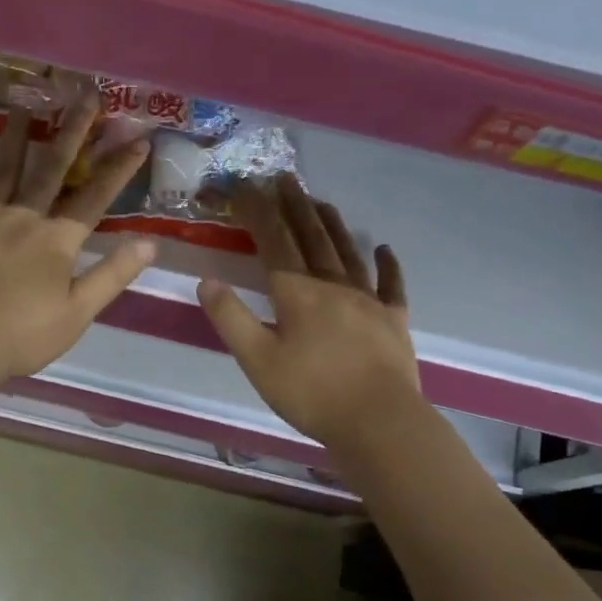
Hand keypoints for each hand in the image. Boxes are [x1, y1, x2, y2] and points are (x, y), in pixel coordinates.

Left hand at [0, 98, 155, 388]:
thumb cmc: (22, 336)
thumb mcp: (78, 313)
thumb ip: (112, 275)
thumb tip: (150, 242)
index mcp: (56, 241)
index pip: (95, 198)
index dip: (119, 169)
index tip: (139, 139)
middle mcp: (22, 218)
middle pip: (51, 169)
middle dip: (73, 132)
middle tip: (86, 96)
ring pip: (3, 170)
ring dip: (16, 136)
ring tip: (25, 103)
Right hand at [196, 176, 421, 449]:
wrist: (378, 422)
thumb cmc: (312, 394)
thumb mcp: (258, 361)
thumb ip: (231, 319)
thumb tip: (207, 281)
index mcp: (298, 293)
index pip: (273, 241)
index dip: (257, 211)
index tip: (243, 187)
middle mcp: (334, 285)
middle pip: (311, 237)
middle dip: (294, 206)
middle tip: (284, 178)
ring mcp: (369, 301)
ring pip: (348, 252)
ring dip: (332, 224)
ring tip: (321, 202)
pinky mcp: (394, 320)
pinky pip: (392, 284)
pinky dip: (388, 264)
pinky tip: (384, 248)